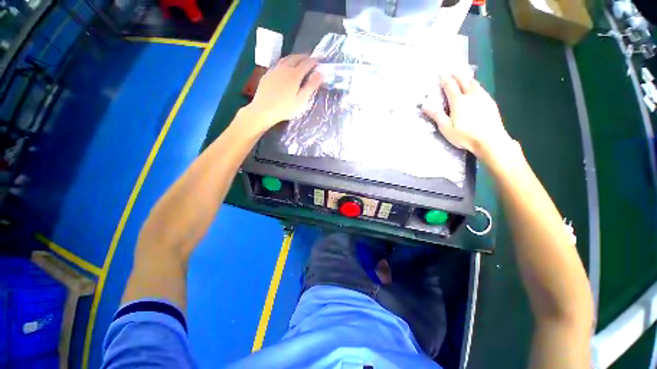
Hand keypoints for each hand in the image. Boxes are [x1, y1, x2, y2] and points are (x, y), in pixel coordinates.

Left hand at [240, 54, 322, 133]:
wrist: (263, 110)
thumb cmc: (285, 108)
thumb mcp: (301, 100)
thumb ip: (311, 86)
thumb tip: (320, 74)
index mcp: (295, 74)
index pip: (307, 63)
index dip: (314, 61)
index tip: (320, 60)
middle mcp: (284, 68)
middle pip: (296, 58)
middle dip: (304, 57)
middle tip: (310, 58)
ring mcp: (274, 70)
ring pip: (286, 59)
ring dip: (294, 57)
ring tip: (299, 60)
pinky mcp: (267, 74)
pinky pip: (278, 64)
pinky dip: (285, 62)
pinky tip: (285, 68)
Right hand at [422, 73, 511, 156]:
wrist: (491, 140)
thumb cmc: (465, 136)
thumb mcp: (446, 128)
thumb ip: (437, 115)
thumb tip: (425, 105)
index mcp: (459, 102)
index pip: (450, 87)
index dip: (445, 79)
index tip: (441, 73)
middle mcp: (471, 96)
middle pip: (463, 81)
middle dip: (456, 75)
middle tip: (452, 70)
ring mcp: (483, 98)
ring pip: (474, 83)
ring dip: (467, 78)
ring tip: (463, 75)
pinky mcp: (490, 103)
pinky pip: (481, 89)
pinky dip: (476, 84)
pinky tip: (476, 86)